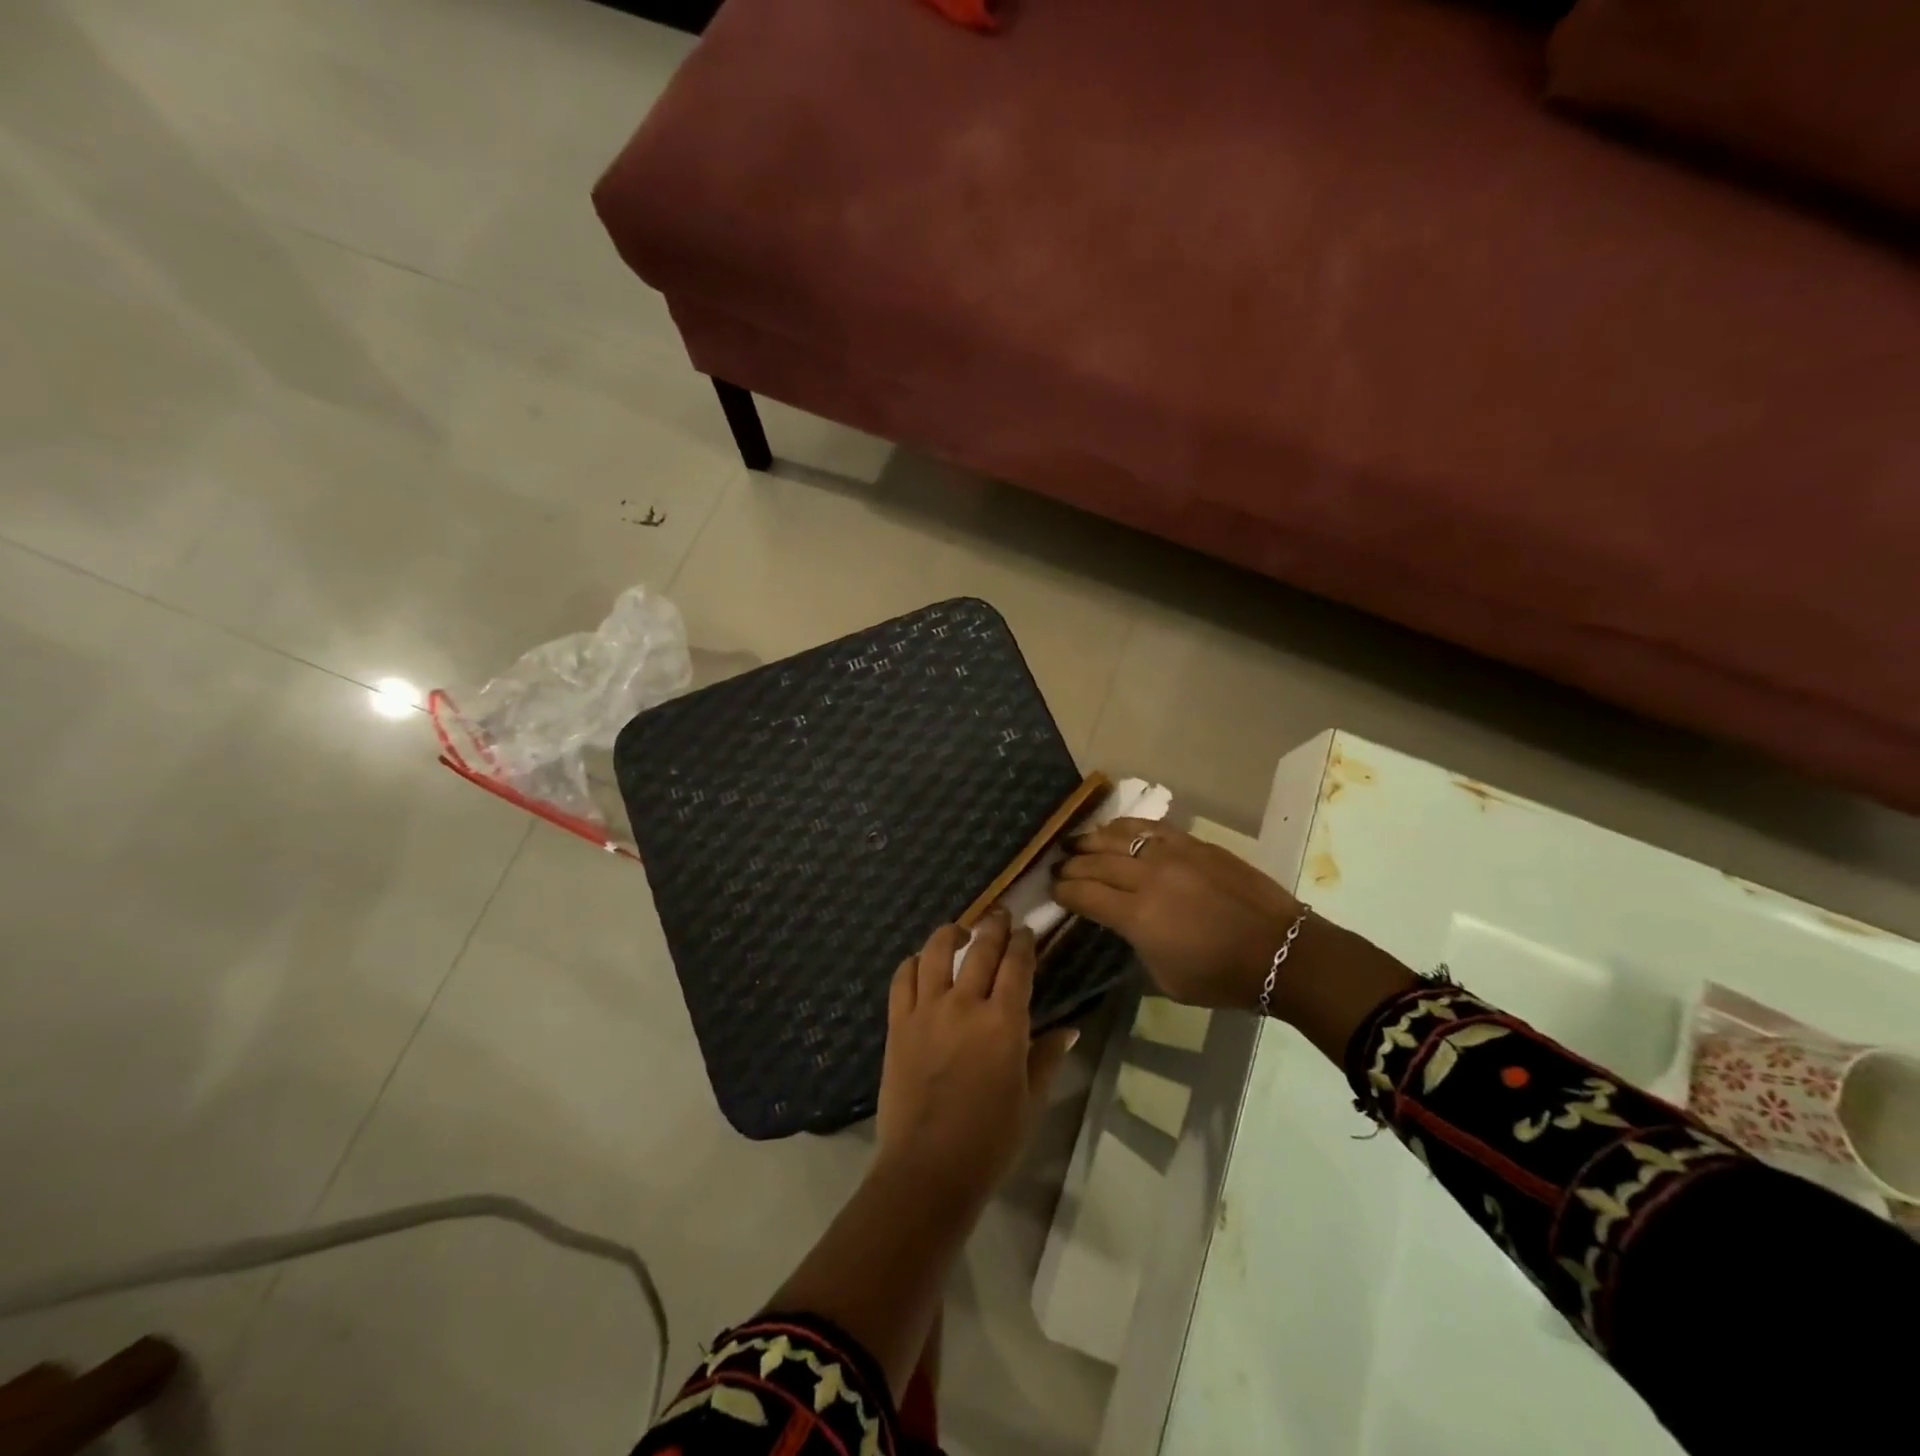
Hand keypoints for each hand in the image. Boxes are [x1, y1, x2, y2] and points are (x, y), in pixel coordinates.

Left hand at [875, 911, 1077, 1210]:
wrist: (928, 1169)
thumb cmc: (990, 1141)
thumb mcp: (1031, 1101)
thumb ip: (1047, 1057)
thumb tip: (1069, 1029)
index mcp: (1003, 1023)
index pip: (1017, 965)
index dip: (1023, 943)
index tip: (1027, 931)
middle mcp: (965, 1005)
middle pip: (980, 949)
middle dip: (993, 926)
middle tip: (1000, 915)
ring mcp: (927, 1011)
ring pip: (935, 952)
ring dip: (950, 933)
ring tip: (959, 929)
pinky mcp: (898, 1024)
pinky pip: (902, 979)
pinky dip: (912, 963)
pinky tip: (920, 962)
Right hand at [1055, 820, 1304, 1009]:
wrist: (1280, 951)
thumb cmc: (1221, 977)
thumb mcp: (1165, 977)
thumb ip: (1136, 943)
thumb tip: (1123, 922)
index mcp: (1137, 916)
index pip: (1084, 895)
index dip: (1062, 892)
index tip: (1051, 890)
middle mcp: (1147, 877)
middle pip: (1095, 862)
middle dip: (1070, 865)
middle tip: (1056, 867)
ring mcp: (1171, 854)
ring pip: (1118, 837)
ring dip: (1091, 839)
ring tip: (1075, 842)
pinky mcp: (1193, 843)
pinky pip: (1149, 827)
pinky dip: (1125, 826)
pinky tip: (1114, 828)